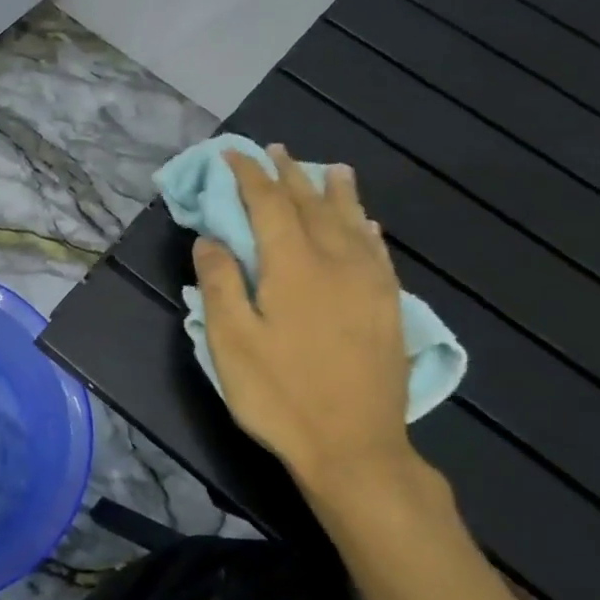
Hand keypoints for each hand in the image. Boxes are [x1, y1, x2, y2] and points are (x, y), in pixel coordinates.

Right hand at [192, 146, 413, 511]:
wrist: (355, 448)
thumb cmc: (280, 395)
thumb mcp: (231, 342)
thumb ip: (220, 284)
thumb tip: (212, 239)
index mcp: (294, 266)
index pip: (269, 204)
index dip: (249, 176)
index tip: (232, 155)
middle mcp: (337, 262)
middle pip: (312, 204)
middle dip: (290, 174)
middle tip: (274, 151)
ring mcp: (370, 284)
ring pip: (352, 222)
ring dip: (336, 191)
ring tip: (330, 168)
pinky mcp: (388, 307)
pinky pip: (378, 251)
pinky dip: (366, 228)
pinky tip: (366, 223)